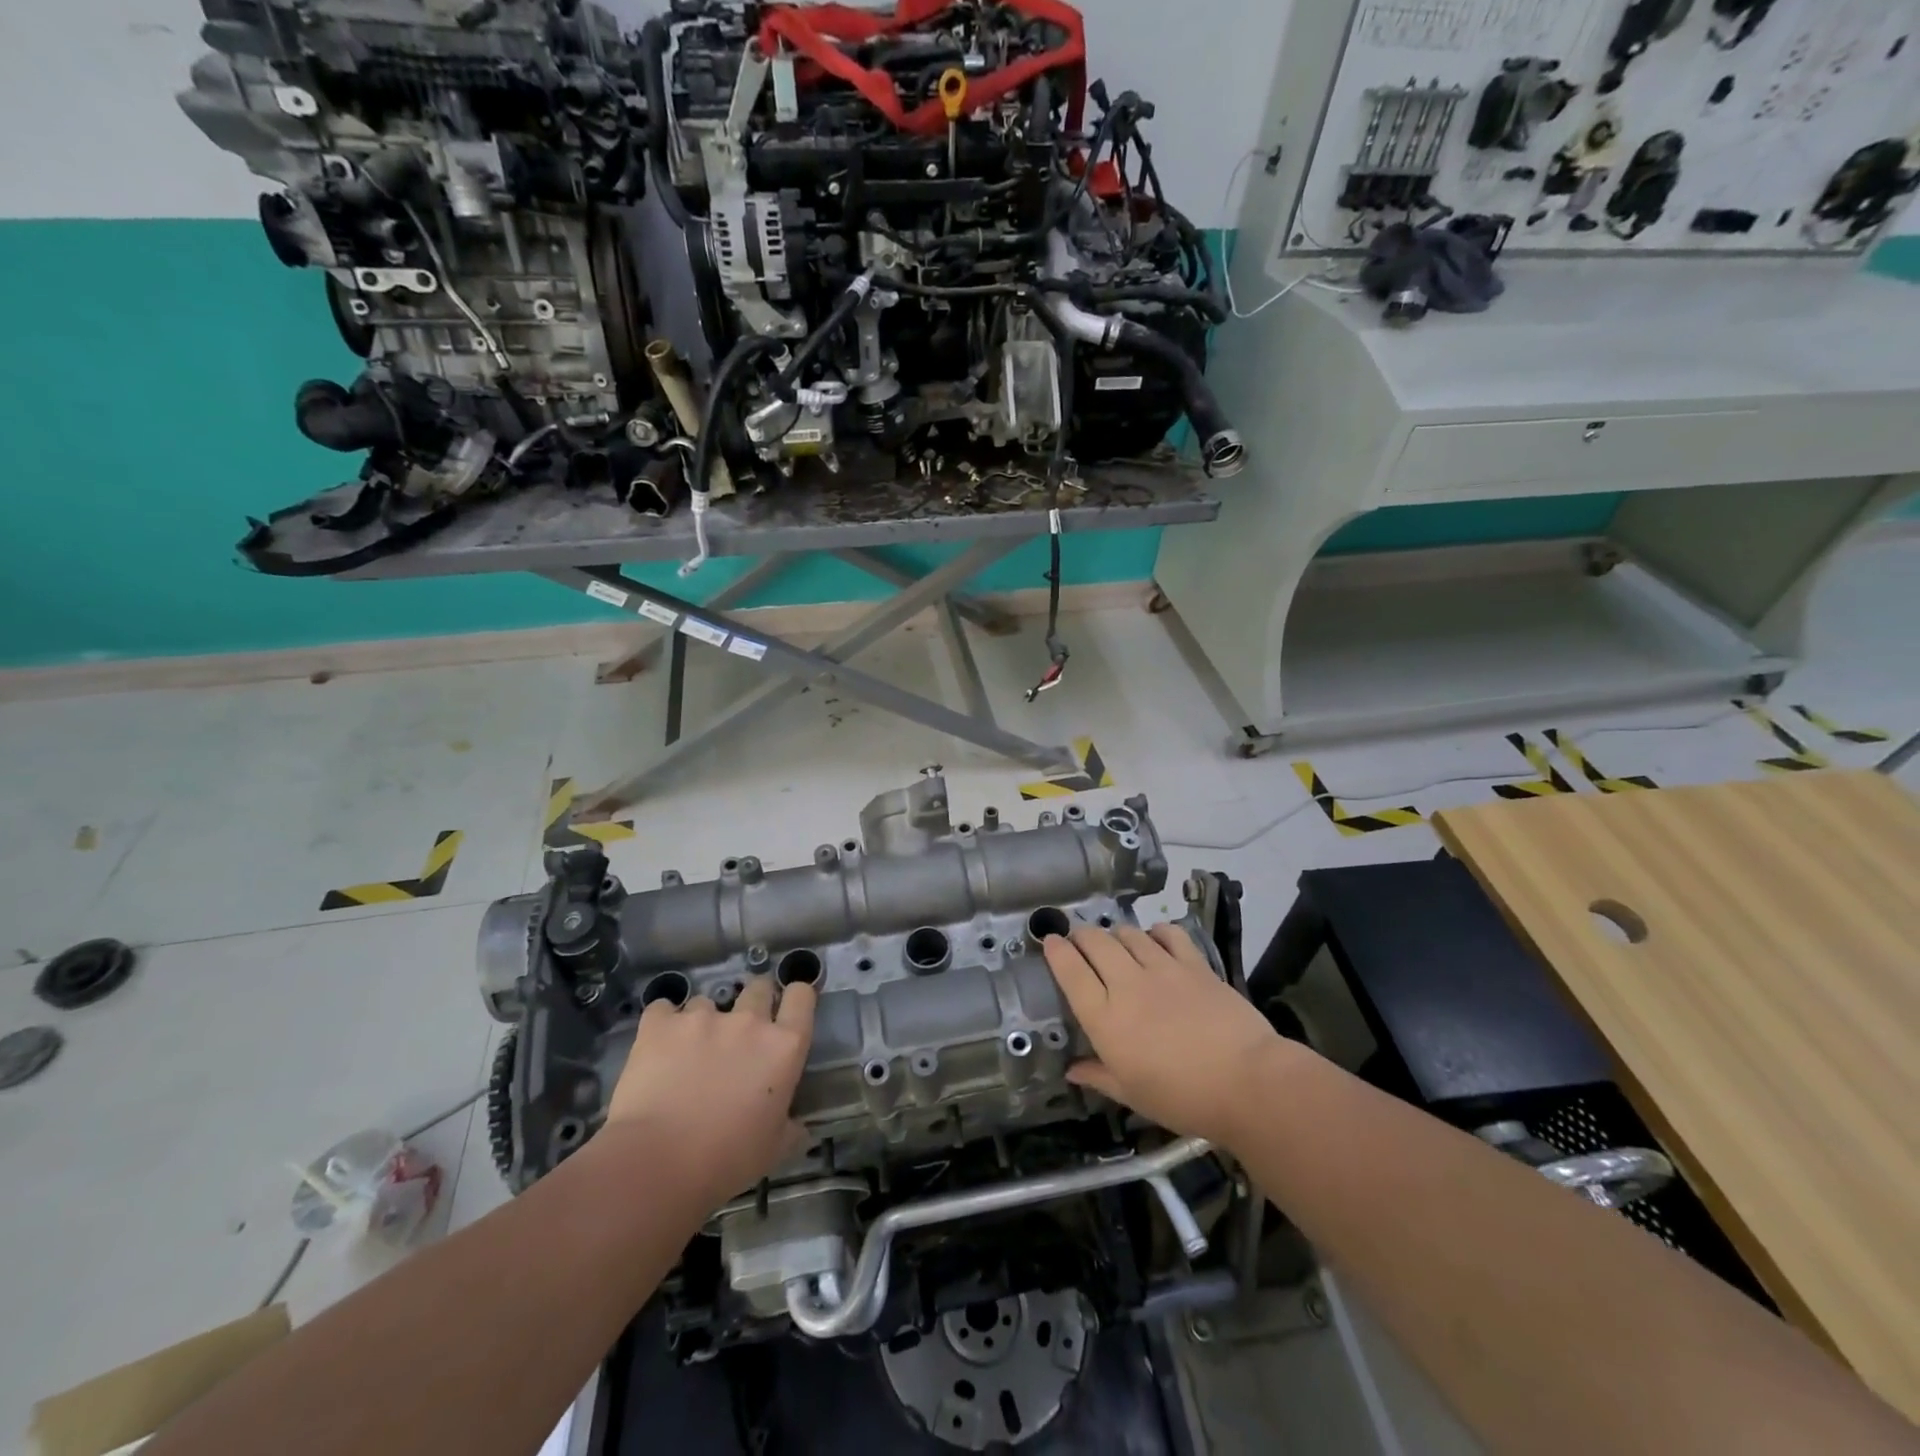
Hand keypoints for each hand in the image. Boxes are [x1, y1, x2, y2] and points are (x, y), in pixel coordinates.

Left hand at [603, 976, 816, 1208]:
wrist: (656, 1164)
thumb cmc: (726, 1161)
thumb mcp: (773, 1150)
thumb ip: (791, 1129)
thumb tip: (799, 1127)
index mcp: (783, 1047)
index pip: (801, 996)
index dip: (797, 997)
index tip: (788, 1009)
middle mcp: (748, 1022)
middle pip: (759, 987)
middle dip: (754, 1001)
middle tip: (741, 1032)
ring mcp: (702, 1018)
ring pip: (707, 1002)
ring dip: (703, 1022)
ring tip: (688, 1054)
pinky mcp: (660, 1025)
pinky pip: (663, 1009)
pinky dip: (662, 1024)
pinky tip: (656, 1047)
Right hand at [1044, 924, 1287, 1150]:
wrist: (1247, 1082)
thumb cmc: (1182, 1098)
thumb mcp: (1132, 1094)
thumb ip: (1098, 1076)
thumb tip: (1071, 1069)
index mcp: (1105, 1018)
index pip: (1070, 971)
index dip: (1055, 950)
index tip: (1049, 941)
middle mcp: (1127, 984)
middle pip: (1094, 942)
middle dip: (1080, 935)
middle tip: (1078, 940)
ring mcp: (1162, 968)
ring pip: (1127, 933)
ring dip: (1115, 934)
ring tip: (1115, 943)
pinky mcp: (1194, 963)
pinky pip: (1168, 933)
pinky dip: (1155, 932)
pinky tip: (1155, 940)